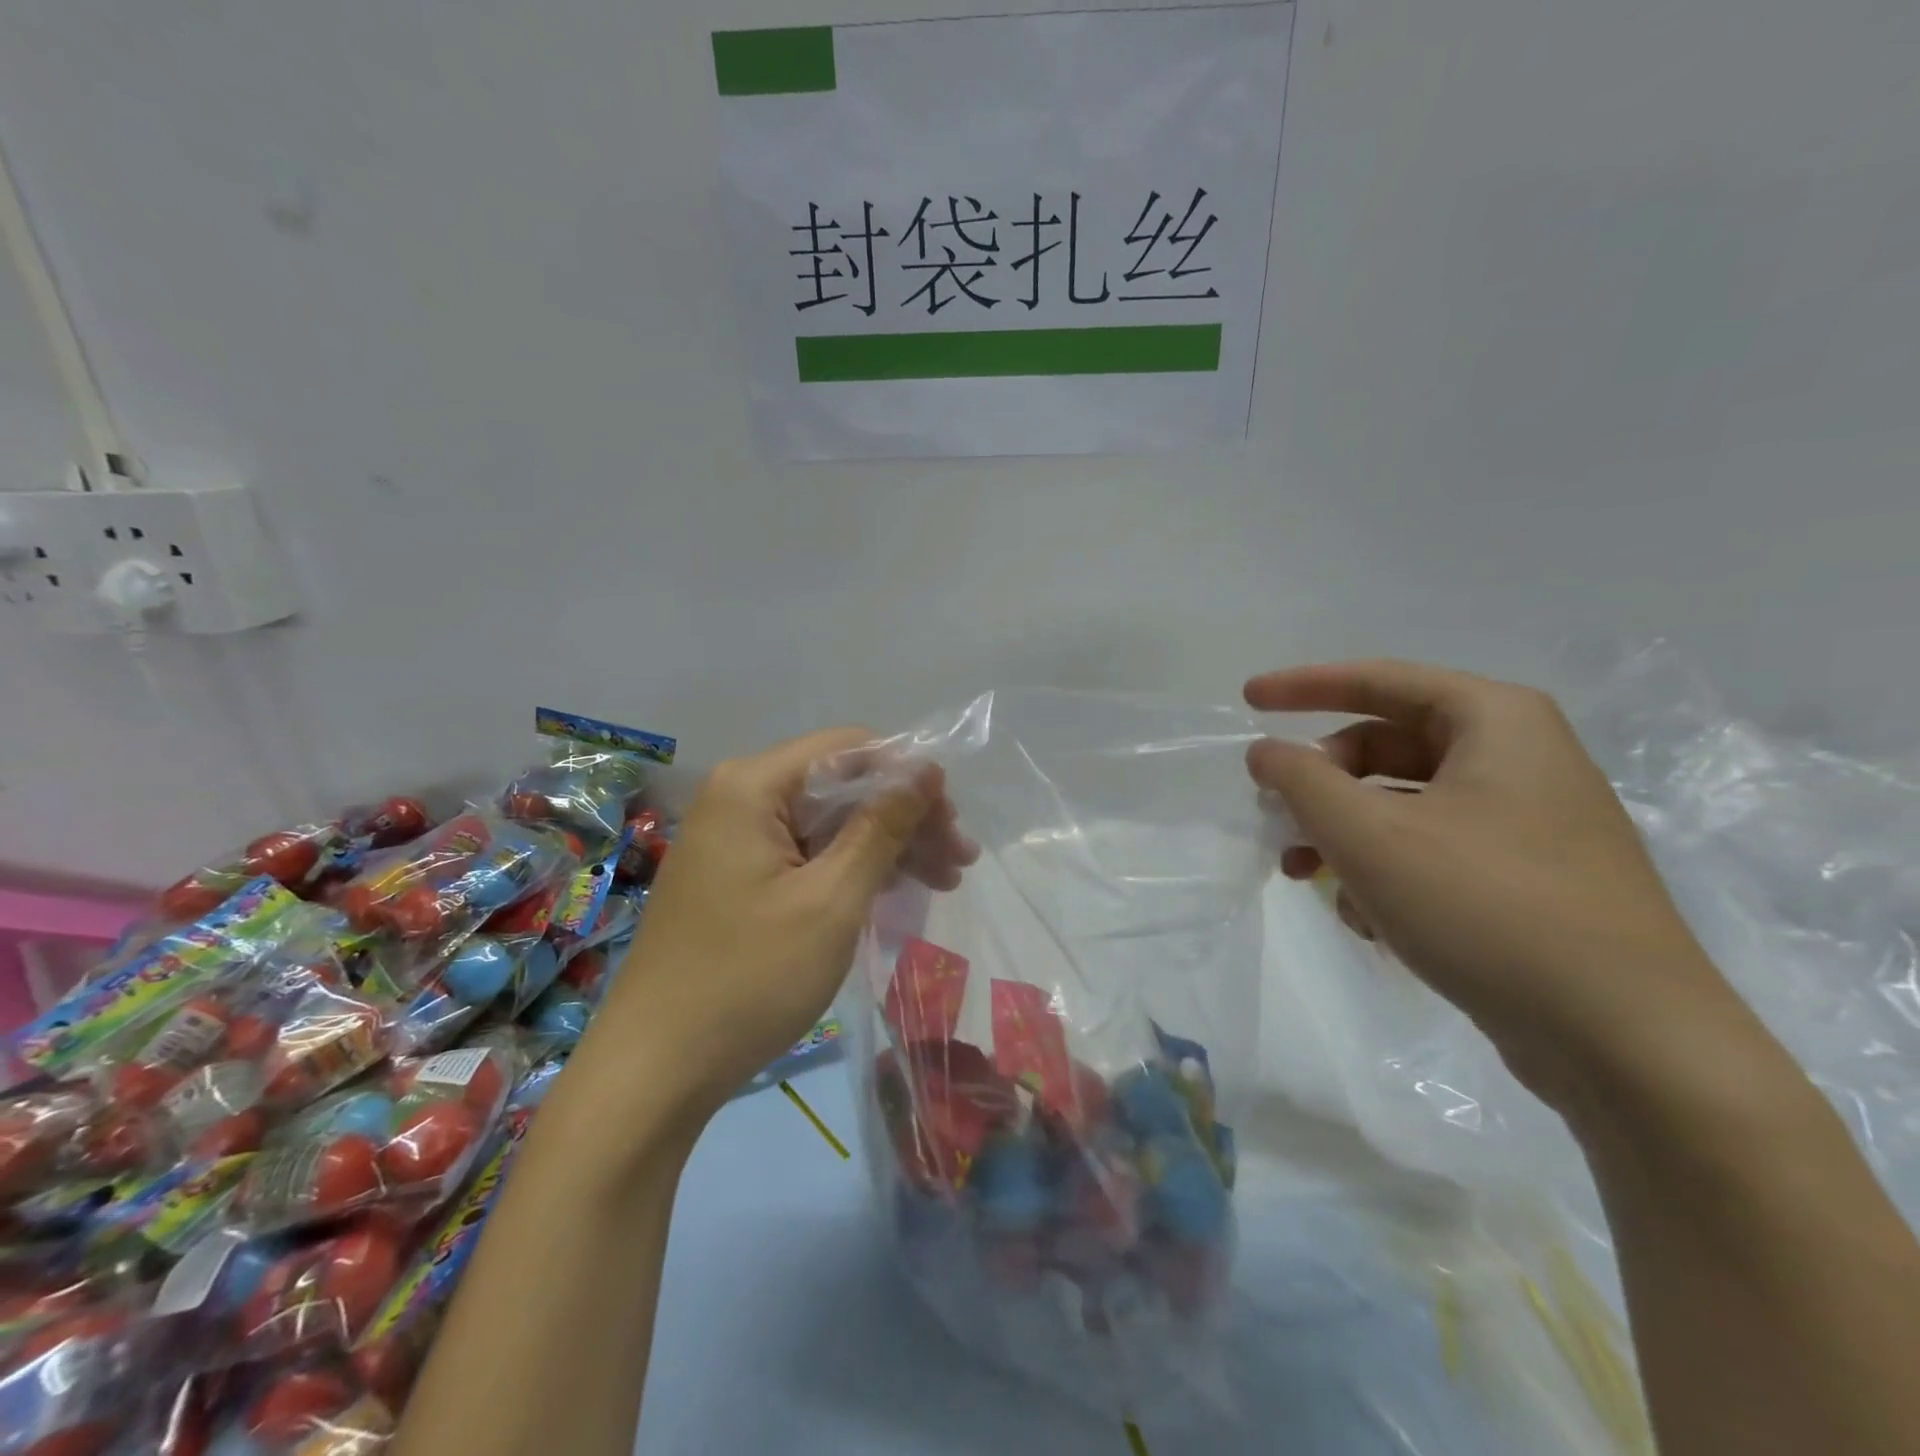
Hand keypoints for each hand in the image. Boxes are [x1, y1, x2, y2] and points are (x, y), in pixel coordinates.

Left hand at [591, 729, 974, 1122]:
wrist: (657, 1069)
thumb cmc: (750, 979)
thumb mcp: (832, 899)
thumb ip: (882, 825)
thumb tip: (926, 768)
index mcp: (753, 786)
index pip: (850, 749)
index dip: (909, 775)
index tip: (954, 821)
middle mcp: (739, 797)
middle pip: (842, 785)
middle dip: (905, 818)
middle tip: (959, 861)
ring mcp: (735, 838)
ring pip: (830, 822)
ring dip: (887, 846)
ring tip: (943, 881)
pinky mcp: (738, 875)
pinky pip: (808, 853)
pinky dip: (852, 869)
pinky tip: (894, 893)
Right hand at [1244, 660, 1752, 1112]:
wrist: (1628, 1042)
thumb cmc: (1488, 908)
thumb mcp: (1370, 835)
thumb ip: (1301, 780)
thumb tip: (1265, 750)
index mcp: (1496, 722)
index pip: (1379, 680)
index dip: (1303, 686)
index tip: (1247, 700)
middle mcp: (1519, 759)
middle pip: (1387, 747)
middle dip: (1323, 784)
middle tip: (1278, 818)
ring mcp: (1530, 823)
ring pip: (1405, 805)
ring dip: (1345, 834)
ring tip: (1307, 877)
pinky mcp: (1530, 880)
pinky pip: (1435, 851)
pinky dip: (1387, 872)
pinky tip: (1370, 921)